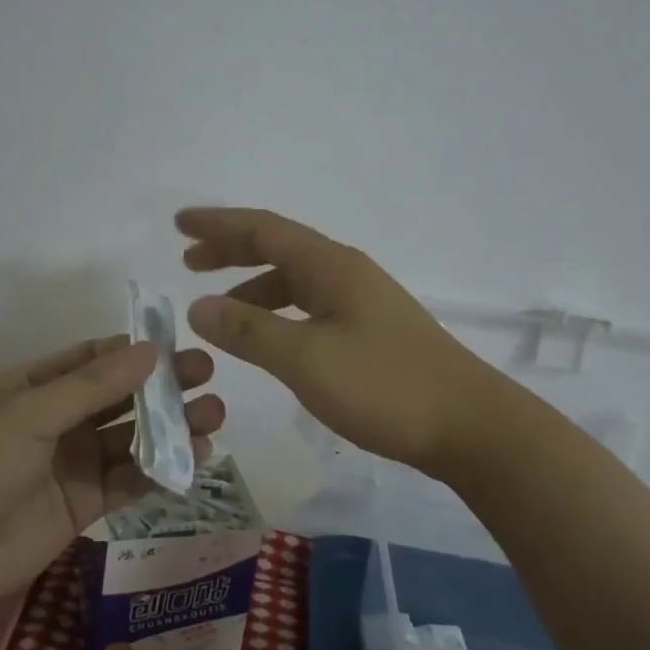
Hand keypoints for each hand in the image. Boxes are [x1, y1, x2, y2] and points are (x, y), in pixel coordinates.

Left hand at [0, 336, 223, 598]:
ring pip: (133, 438)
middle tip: (208, 377)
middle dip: (164, 387)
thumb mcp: (30, 413)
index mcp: (39, 386)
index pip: (96, 358)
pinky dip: (161, 470)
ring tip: (213, 417)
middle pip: (123, 396)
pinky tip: (195, 459)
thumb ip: (92, 385)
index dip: (136, 351)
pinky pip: (131, 480)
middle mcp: (62, 419)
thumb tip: (151, 350)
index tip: (178, 346)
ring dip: (172, 427)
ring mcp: (76, 462)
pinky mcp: (87, 503)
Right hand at [179, 207, 522, 477]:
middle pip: (279, 248)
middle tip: (189, 259)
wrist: (470, 425)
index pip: (264, 230)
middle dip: (231, 250)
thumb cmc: (385, 385)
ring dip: (252, 285)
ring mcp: (362, 302)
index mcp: (330, 266)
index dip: (219, 224)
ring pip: (294, 280)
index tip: (180, 224)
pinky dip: (277, 312)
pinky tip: (268, 338)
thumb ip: (249, 332)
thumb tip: (197, 307)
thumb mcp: (306, 358)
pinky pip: (309, 307)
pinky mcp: (370, 332)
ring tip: (218, 307)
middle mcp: (346, 273)